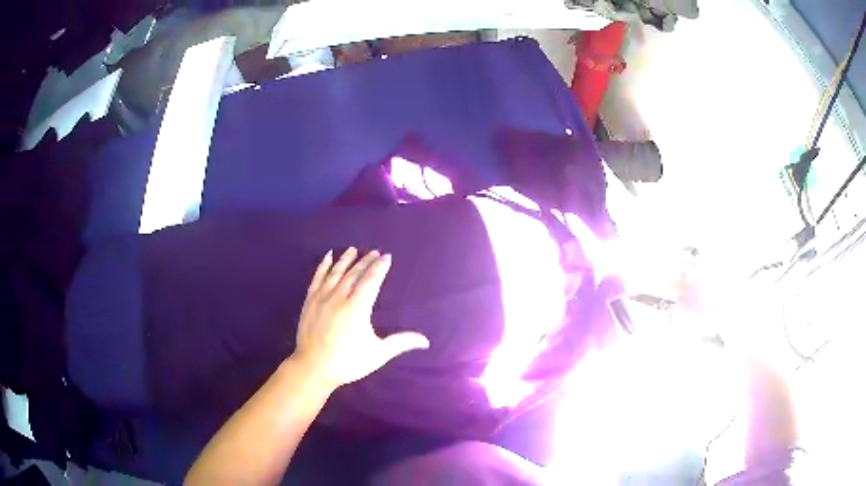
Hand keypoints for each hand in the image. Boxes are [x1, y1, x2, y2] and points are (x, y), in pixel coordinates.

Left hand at [291, 248, 429, 388]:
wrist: (313, 367)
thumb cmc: (347, 362)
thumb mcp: (378, 354)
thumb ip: (400, 343)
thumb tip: (425, 341)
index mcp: (357, 308)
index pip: (371, 281)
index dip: (380, 268)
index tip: (386, 257)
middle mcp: (339, 298)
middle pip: (354, 273)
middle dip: (365, 261)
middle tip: (374, 252)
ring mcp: (322, 298)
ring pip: (336, 272)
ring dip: (346, 259)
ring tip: (353, 249)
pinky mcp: (309, 301)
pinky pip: (317, 277)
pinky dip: (323, 266)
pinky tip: (327, 257)